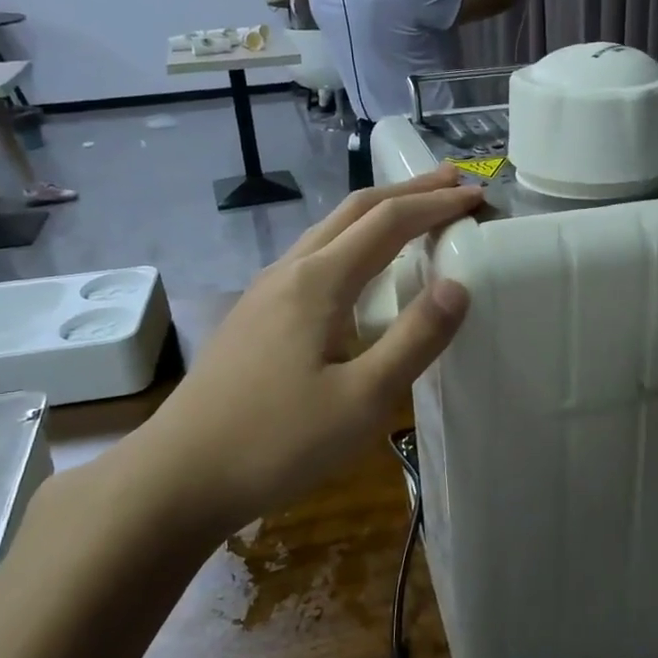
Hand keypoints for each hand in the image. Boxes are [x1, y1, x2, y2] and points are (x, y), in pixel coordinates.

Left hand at [145, 167, 480, 531]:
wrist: (179, 476)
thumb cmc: (276, 442)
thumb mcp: (362, 400)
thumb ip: (414, 339)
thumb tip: (459, 286)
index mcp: (318, 282)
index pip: (388, 222)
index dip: (436, 204)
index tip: (478, 197)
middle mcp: (290, 271)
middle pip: (355, 210)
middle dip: (408, 191)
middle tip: (454, 181)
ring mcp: (265, 291)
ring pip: (329, 230)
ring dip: (378, 213)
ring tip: (414, 212)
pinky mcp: (255, 315)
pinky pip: (313, 256)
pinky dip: (352, 240)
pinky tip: (359, 268)